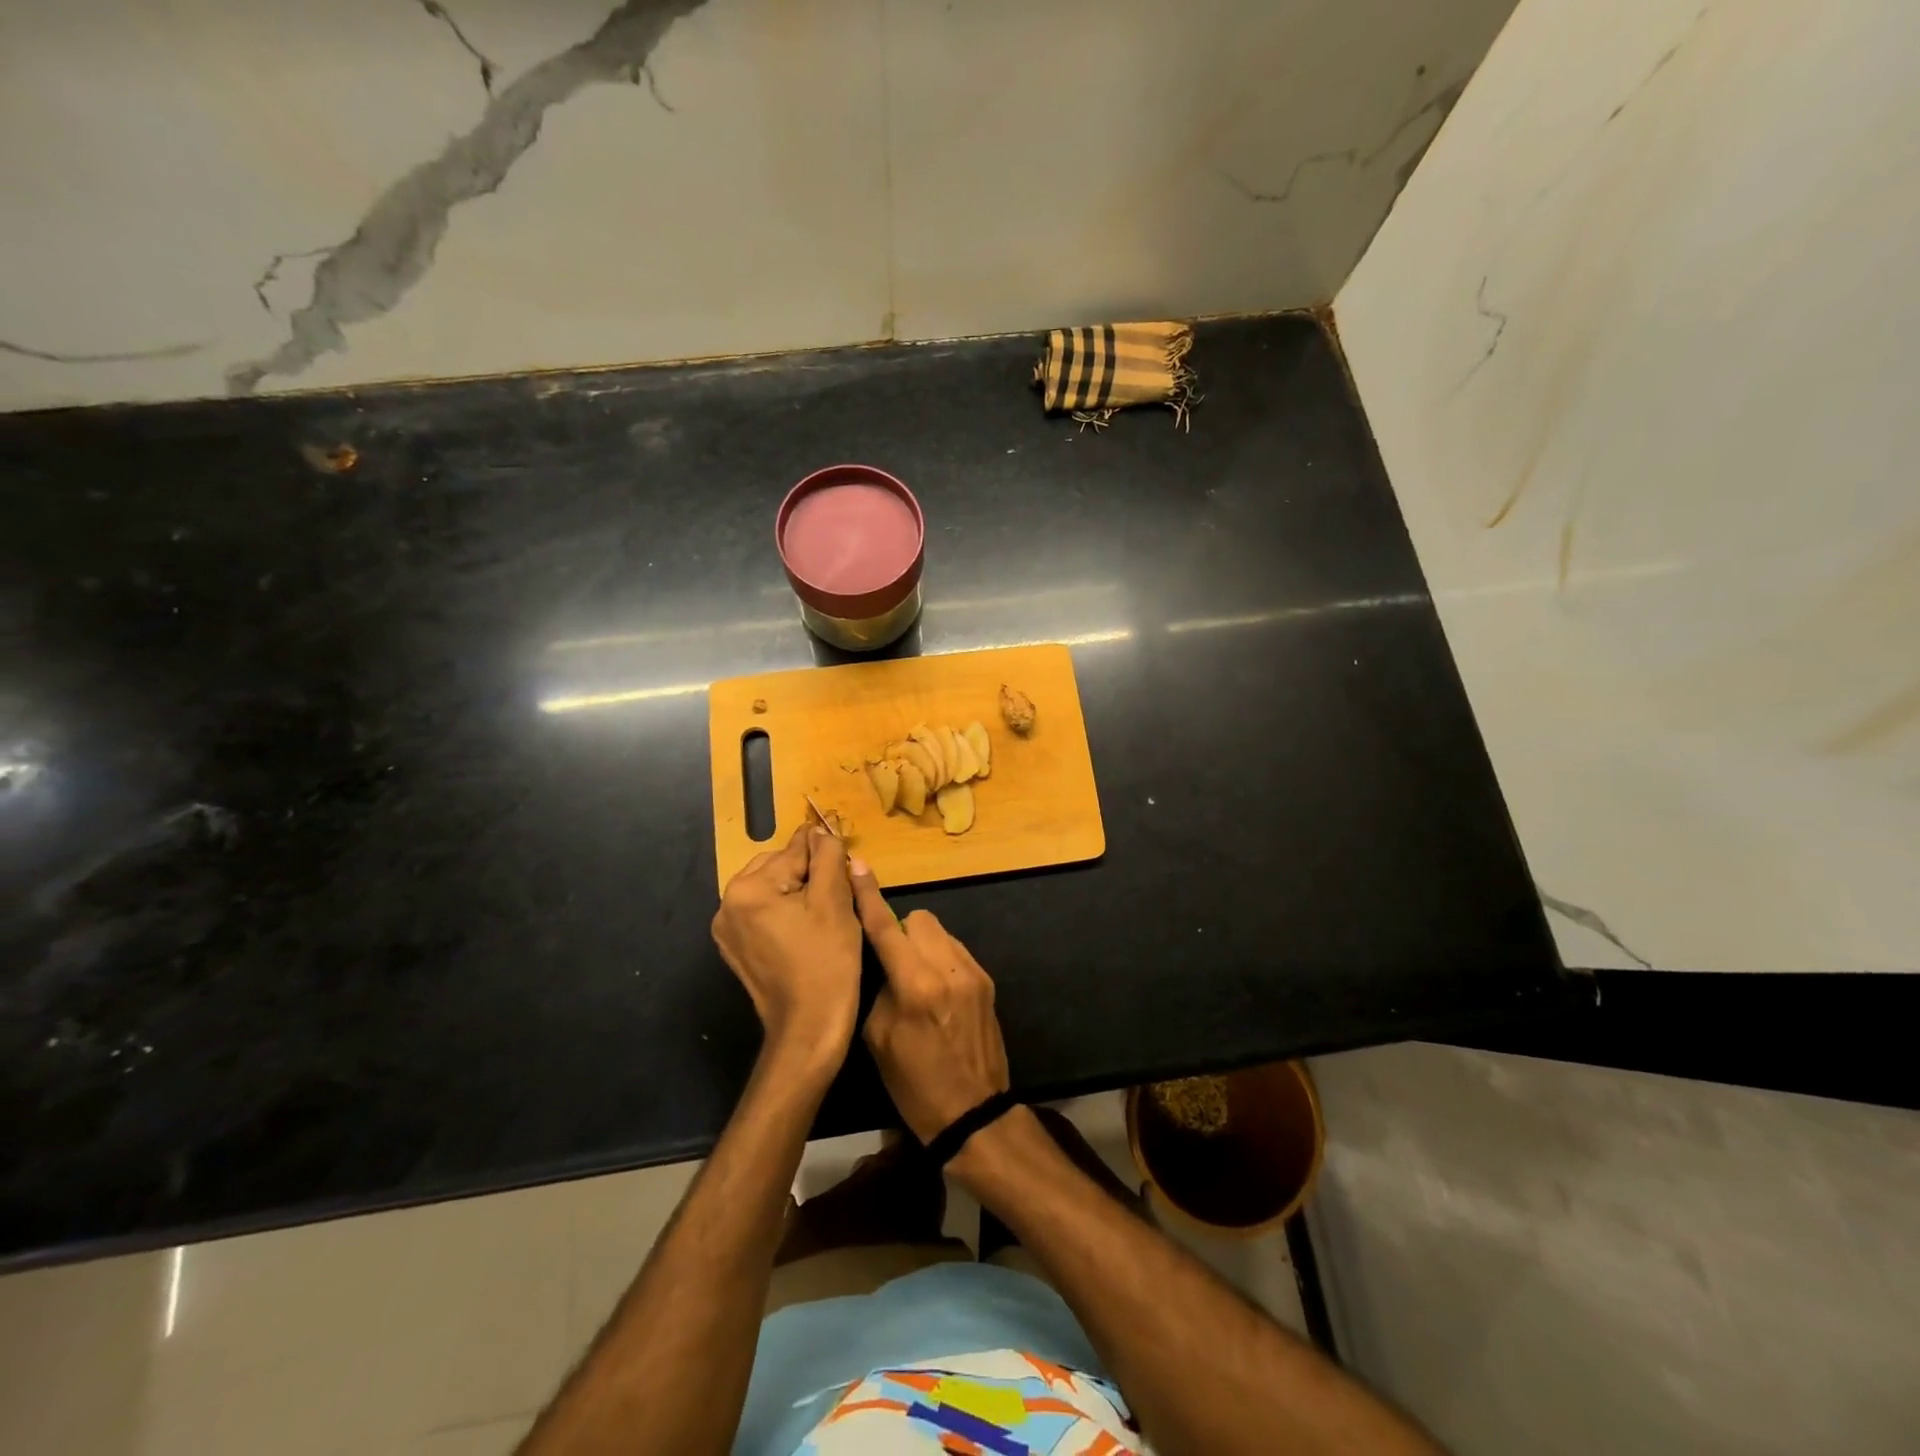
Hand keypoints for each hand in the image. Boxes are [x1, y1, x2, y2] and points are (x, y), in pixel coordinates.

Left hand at [711, 824, 861, 1077]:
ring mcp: (728, 930)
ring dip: (798, 893)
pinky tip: (808, 932)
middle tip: (839, 898)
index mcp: (748, 888)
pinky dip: (786, 914)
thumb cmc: (827, 961)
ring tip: (825, 915)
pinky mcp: (736, 950)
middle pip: (779, 868)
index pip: (795, 850)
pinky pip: (764, 915)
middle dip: (809, 875)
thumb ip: (828, 856)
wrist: (809, 1027)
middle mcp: (728, 904)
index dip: (826, 855)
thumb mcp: (835, 901)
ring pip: (772, 890)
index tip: (845, 866)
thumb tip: (821, 831)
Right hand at [851, 864, 1008, 1143]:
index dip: (868, 896)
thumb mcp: (878, 1039)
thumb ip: (878, 988)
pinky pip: (955, 951)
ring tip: (915, 979)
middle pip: (919, 918)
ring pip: (939, 932)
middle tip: (892, 963)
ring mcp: (972, 972)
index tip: (858, 867)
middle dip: (901, 932)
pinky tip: (937, 991)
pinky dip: (940, 960)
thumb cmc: (915, 1084)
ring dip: (922, 945)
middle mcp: (947, 968)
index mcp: (915, 985)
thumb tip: (881, 960)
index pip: (886, 927)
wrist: (974, 1113)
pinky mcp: (986, 981)